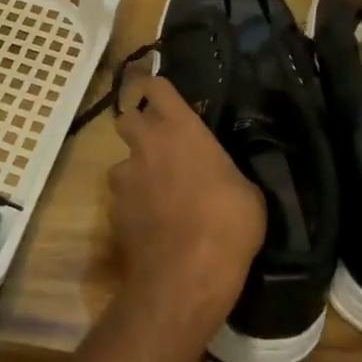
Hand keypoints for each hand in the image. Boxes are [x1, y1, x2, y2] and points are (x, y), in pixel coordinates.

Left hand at [107, 74, 263, 337]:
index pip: (156, 86)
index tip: (164, 98)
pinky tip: (152, 223)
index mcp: (179, 127)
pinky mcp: (113, 209)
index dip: (157, 89)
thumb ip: (226, 170)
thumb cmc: (227, 223)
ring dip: (136, 171)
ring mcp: (125, 176)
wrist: (185, 275)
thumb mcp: (247, 192)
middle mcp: (146, 142)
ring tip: (157, 193)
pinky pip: (122, 197)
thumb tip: (224, 174)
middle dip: (139, 126)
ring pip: (122, 162)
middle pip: (127, 118)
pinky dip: (133, 204)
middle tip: (160, 145)